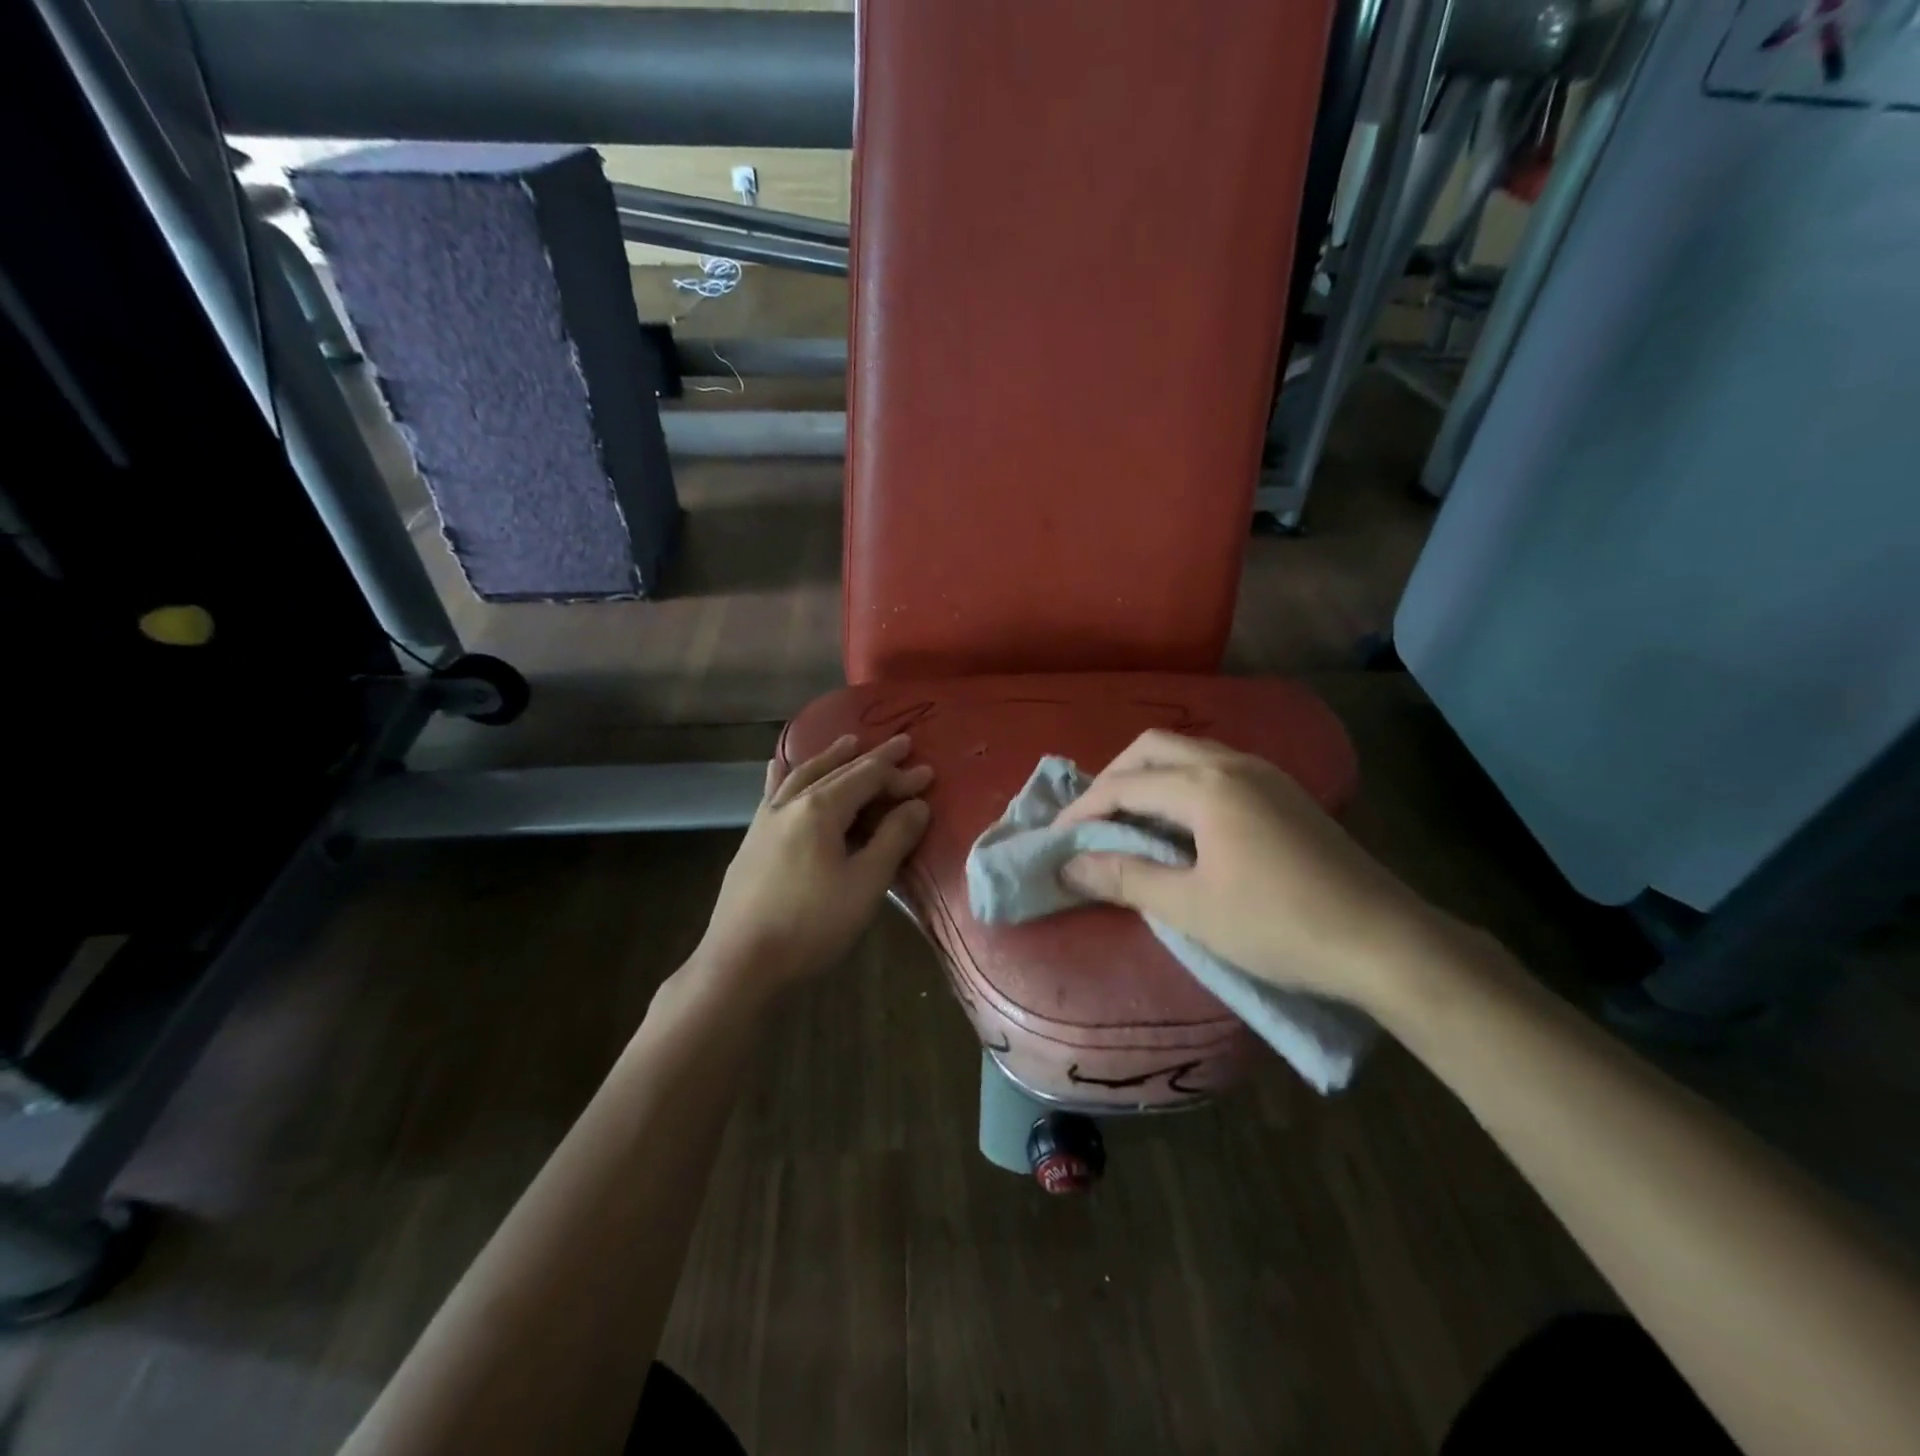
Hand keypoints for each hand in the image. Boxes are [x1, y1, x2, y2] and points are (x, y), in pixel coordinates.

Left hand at [691, 734, 932, 1000]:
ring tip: (849, 742)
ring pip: (803, 775)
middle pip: (838, 771)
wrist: (740, 963)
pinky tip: (777, 765)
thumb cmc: (811, 926)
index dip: (900, 774)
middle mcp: (792, 803)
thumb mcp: (865, 884)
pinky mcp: (752, 840)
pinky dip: (784, 774)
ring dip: (831, 757)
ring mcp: (766, 820)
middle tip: (900, 743)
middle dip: (872, 758)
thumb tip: (917, 804)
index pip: (868, 779)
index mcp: (821, 809)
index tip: (929, 771)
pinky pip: (773, 793)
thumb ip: (892, 839)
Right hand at [1056, 731, 1468, 1015]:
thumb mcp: (1191, 908)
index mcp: (1206, 786)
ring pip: (1186, 753)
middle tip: (1091, 821)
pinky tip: (1180, 824)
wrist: (1386, 941)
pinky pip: (1214, 768)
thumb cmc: (1279, 924)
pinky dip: (1180, 785)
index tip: (1056, 840)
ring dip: (1148, 778)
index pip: (1124, 785)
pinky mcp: (1284, 792)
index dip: (1083, 810)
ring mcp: (1264, 773)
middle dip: (1113, 778)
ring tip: (1128, 821)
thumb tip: (1068, 866)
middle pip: (1153, 748)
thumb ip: (1124, 879)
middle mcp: (1232, 763)